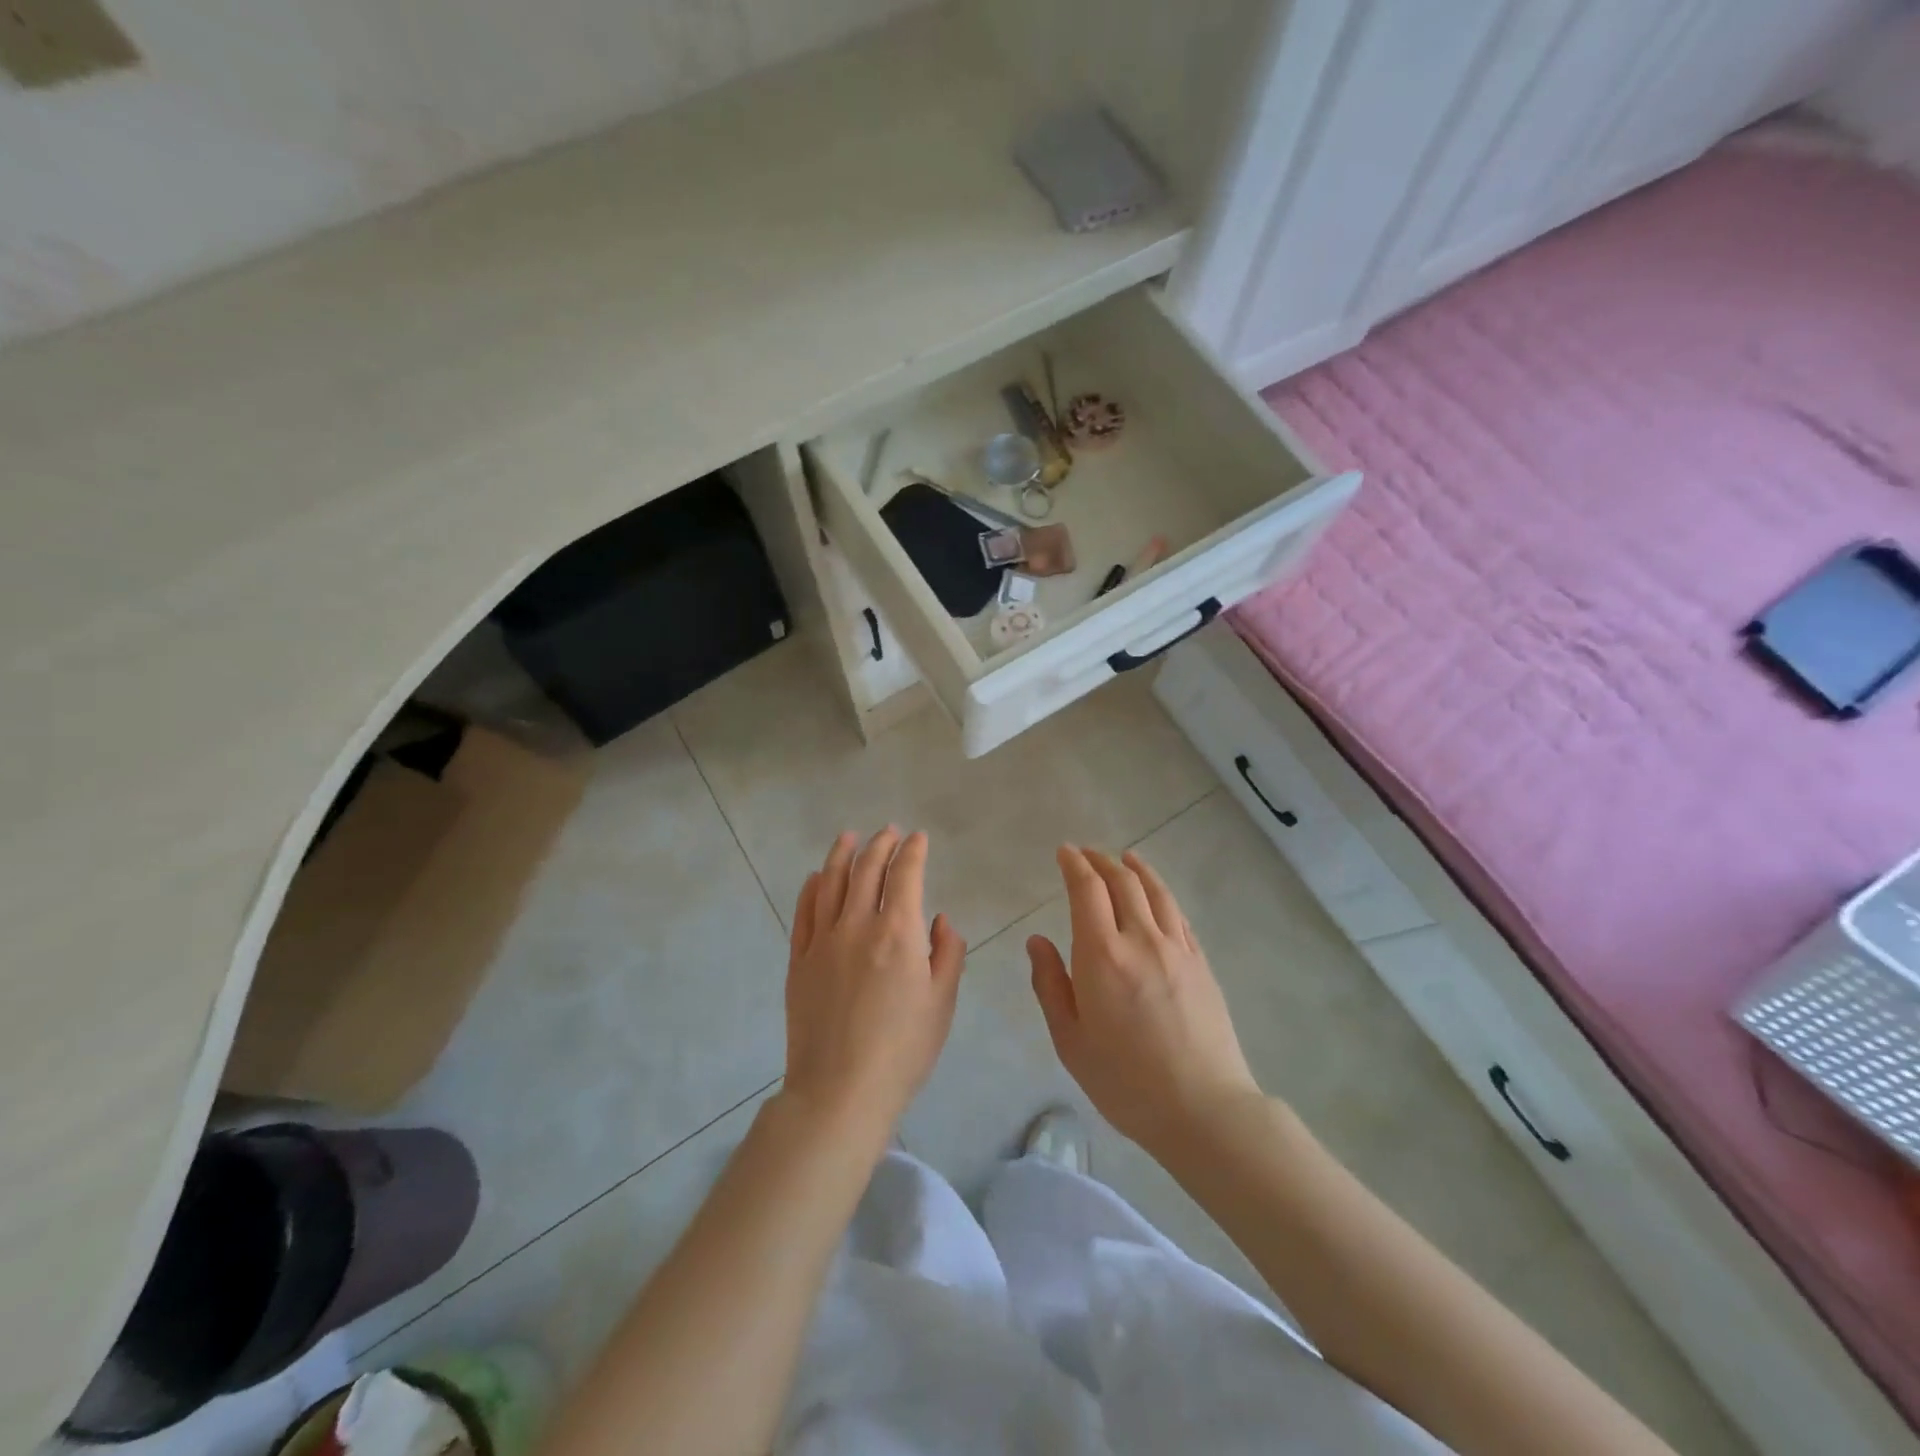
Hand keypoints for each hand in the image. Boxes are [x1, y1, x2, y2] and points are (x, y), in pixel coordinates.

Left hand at [782, 828, 965, 1146]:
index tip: (919, 838)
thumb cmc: (903, 1050)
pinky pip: (804, 912)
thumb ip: (947, 953)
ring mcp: (823, 941)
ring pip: (832, 882)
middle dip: (880, 844)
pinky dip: (813, 888)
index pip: (905, 875)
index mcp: (898, 933)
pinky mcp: (799, 960)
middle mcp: (858, 925)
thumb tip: (939, 920)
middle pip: (867, 869)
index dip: (914, 851)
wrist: (840, 1090)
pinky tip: (818, 877)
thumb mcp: (942, 1003)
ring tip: (850, 837)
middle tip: (889, 831)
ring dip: (843, 854)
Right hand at [1028, 847, 1260, 1157]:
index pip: (1087, 890)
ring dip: (1136, 868)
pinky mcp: (1201, 963)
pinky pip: (1178, 915)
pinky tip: (1157, 896)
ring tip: (1125, 857)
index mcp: (1102, 955)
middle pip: (1122, 882)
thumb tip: (1037, 941)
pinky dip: (1162, 894)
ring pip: (1155, 892)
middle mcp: (1141, 939)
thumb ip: (1050, 984)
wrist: (1204, 1109)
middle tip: (1086, 854)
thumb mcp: (1070, 1040)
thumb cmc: (1125, 1081)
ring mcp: (1177, 949)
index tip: (1065, 852)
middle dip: (1101, 861)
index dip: (1074, 865)